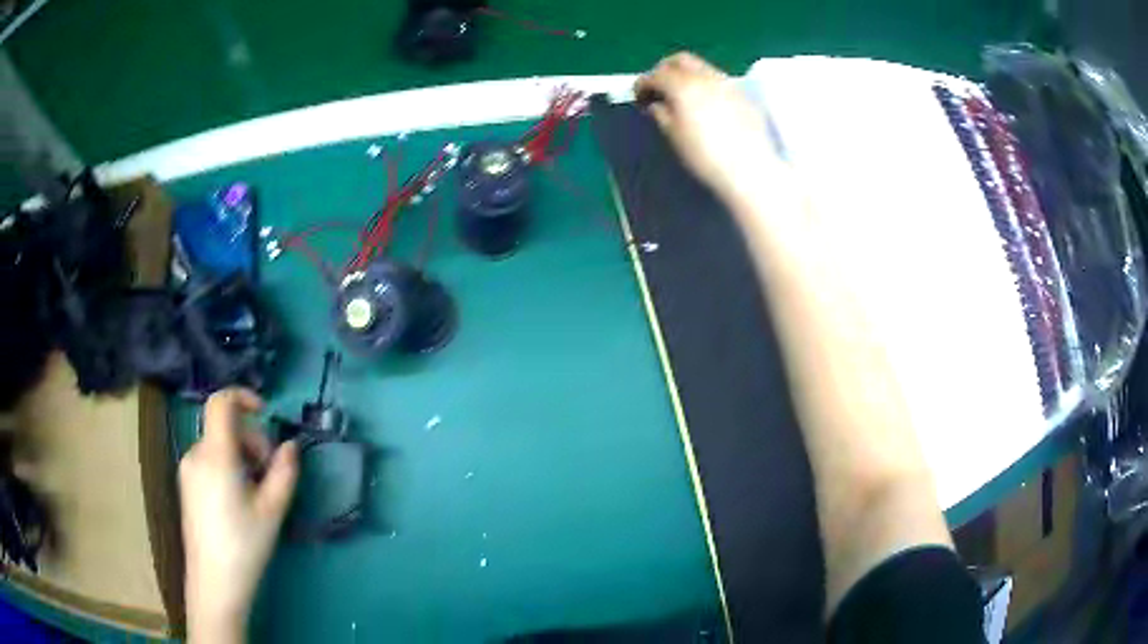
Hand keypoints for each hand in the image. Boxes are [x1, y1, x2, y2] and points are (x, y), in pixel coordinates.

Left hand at [180, 388, 297, 643]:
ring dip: (241, 458)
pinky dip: (228, 468)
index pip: (221, 402)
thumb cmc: (245, 545)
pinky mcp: (186, 485)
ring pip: (218, 446)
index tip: (265, 413)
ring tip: (256, 494)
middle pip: (224, 427)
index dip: (243, 397)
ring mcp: (188, 470)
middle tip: (270, 476)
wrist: (214, 582)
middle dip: (252, 442)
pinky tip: (239, 501)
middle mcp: (196, 454)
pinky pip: (209, 461)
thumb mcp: (272, 510)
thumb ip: (284, 472)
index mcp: (215, 455)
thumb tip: (291, 446)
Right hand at [635, 52, 775, 201]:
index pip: (656, 74)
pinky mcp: (743, 95)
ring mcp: (727, 83)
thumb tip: (656, 104)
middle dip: (665, 69)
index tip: (638, 97)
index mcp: (683, 85)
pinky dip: (705, 85)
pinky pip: (718, 80)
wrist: (750, 169)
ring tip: (682, 96)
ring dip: (687, 75)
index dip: (643, 84)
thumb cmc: (705, 156)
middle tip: (658, 88)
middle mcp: (705, 77)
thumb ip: (661, 114)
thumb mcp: (675, 136)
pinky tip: (705, 104)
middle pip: (680, 60)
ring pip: (701, 67)